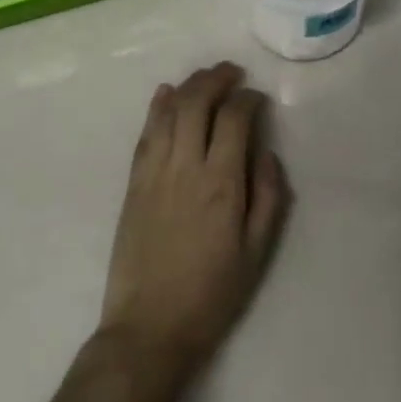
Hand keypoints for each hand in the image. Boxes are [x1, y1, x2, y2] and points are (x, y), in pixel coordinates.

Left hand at [98, 62, 289, 387]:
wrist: (149, 328)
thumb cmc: (212, 294)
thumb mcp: (257, 251)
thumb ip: (267, 195)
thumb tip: (264, 152)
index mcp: (221, 184)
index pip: (235, 119)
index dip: (249, 100)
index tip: (259, 99)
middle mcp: (185, 167)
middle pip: (197, 103)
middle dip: (216, 79)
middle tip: (232, 73)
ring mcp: (153, 173)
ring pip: (168, 112)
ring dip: (188, 86)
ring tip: (205, 77)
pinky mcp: (133, 184)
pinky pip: (145, 134)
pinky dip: (156, 108)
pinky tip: (164, 94)